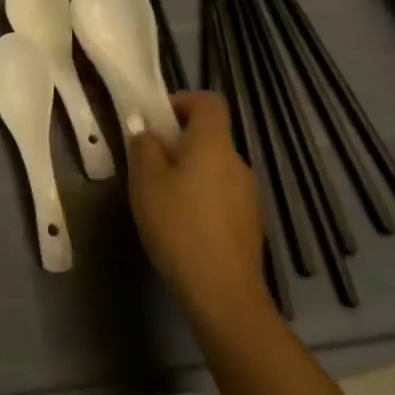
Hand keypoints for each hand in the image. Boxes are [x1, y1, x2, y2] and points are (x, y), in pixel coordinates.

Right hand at [126, 92, 266, 320]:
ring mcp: (248, 195)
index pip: (208, 102)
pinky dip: (203, 198)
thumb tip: (147, 131)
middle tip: (148, 163)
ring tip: (162, 198)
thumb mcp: (145, 180)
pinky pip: (222, 195)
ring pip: (214, 167)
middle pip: (209, 136)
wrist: (222, 293)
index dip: (182, 101)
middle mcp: (237, 162)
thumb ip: (144, 146)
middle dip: (179, 142)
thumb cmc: (178, 225)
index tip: (156, 121)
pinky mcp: (250, 224)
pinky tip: (183, 225)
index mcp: (213, 143)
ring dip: (190, 172)